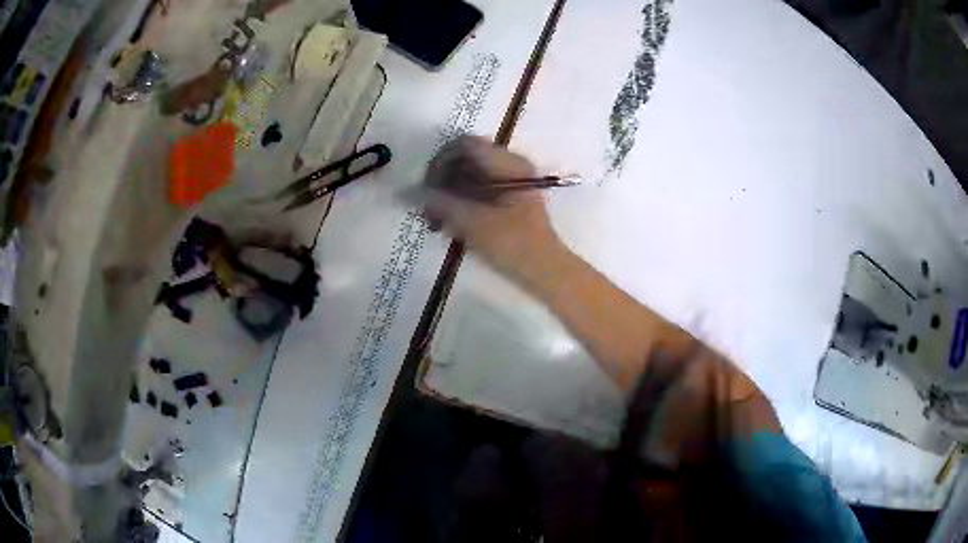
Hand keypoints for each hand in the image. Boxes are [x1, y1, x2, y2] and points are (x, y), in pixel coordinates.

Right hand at [423, 135, 564, 283]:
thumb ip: (440, 204)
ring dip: (448, 194)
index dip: (440, 161)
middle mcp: (511, 165)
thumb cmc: (515, 245)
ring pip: (469, 175)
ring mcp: (510, 180)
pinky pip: (476, 189)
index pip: (465, 145)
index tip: (426, 185)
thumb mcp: (474, 224)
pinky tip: (449, 224)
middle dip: (442, 181)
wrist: (546, 271)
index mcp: (509, 164)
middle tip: (426, 207)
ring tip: (435, 220)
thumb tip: (408, 192)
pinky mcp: (507, 197)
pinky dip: (460, 202)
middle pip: (465, 159)